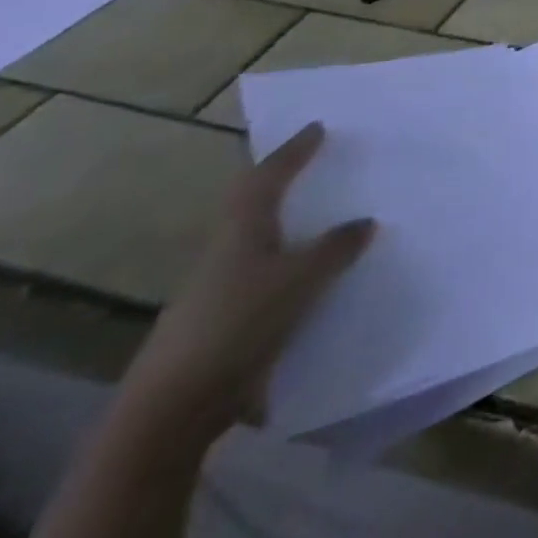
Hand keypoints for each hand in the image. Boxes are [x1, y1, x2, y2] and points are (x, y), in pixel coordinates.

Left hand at [116, 123, 374, 448]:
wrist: (173, 410)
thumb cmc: (238, 325)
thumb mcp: (300, 280)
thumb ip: (336, 248)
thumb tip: (364, 222)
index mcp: (241, 232)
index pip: (267, 178)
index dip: (292, 152)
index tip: (316, 128)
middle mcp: (225, 253)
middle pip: (255, 207)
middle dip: (283, 185)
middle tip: (317, 168)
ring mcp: (218, 291)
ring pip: (259, 244)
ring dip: (290, 229)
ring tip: (327, 222)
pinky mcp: (222, 323)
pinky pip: (265, 279)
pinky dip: (291, 269)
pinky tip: (315, 280)